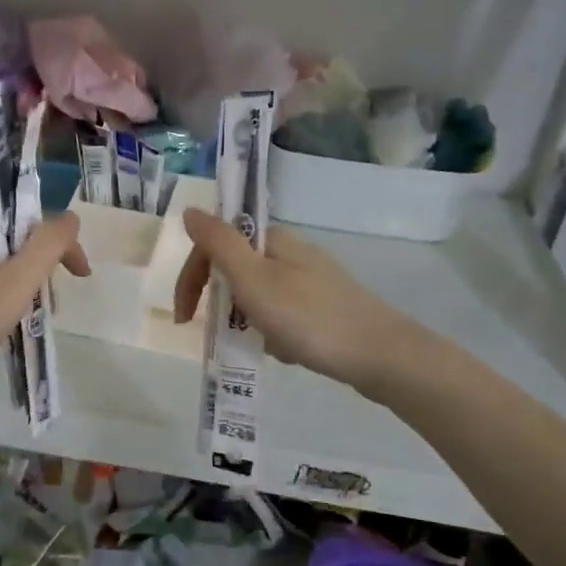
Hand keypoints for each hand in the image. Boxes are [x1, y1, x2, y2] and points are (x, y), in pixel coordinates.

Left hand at [0, 215, 89, 408]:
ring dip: (14, 296)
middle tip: (46, 316)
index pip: (33, 229)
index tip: (83, 280)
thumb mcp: (11, 287)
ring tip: (16, 332)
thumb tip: (71, 215)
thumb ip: (45, 250)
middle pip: (13, 252)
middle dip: (38, 278)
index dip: (64, 249)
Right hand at [173, 207, 413, 396]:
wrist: (380, 355)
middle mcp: (292, 253)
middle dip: (222, 303)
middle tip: (220, 334)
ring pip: (259, 296)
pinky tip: (285, 352)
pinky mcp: (327, 308)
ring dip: (247, 321)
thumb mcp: (253, 279)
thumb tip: (191, 210)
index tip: (185, 319)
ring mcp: (313, 281)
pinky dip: (273, 333)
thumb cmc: (308, 317)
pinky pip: (283, 316)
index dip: (191, 279)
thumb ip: (218, 243)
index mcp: (273, 241)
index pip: (215, 247)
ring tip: (259, 346)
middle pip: (237, 272)